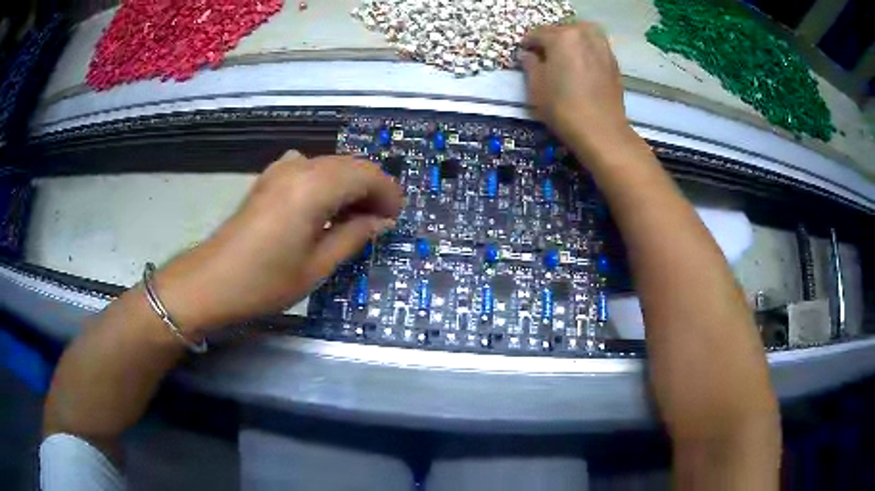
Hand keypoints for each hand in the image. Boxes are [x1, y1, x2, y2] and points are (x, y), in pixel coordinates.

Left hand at [153, 151, 402, 335]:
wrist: (213, 280)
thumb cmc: (266, 281)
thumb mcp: (318, 266)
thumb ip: (354, 236)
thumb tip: (380, 221)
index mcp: (315, 187)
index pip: (367, 175)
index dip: (388, 193)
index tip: (395, 218)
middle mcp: (300, 167)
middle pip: (350, 165)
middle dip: (372, 189)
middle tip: (380, 220)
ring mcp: (281, 169)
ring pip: (331, 165)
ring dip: (350, 186)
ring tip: (355, 218)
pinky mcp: (269, 177)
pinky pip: (310, 169)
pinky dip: (327, 183)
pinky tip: (324, 208)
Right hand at [520, 22, 630, 158]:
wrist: (602, 131)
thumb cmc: (563, 108)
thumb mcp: (536, 86)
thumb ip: (530, 64)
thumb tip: (528, 55)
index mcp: (562, 37)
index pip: (537, 34)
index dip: (528, 44)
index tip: (524, 55)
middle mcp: (583, 35)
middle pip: (561, 31)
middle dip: (550, 41)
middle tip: (544, 57)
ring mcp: (601, 47)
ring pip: (581, 36)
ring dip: (570, 43)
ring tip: (564, 59)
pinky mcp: (613, 61)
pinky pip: (594, 47)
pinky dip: (585, 51)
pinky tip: (580, 67)